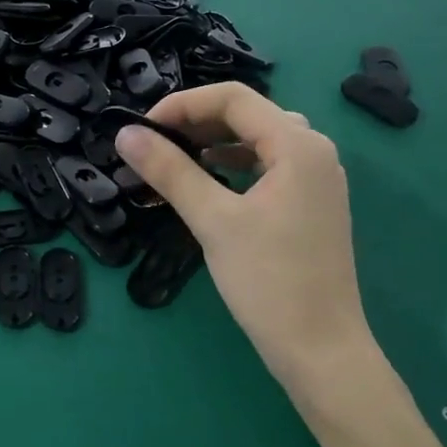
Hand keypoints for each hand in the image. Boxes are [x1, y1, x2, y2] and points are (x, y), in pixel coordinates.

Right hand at [115, 83, 373, 392]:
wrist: (321, 349)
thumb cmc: (269, 281)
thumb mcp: (213, 221)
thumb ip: (170, 171)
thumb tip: (125, 135)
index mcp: (298, 145)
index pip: (233, 98)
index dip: (182, 104)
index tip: (142, 129)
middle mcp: (314, 152)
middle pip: (248, 115)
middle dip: (196, 122)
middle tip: (154, 144)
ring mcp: (316, 180)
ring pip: (258, 141)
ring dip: (214, 144)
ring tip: (174, 160)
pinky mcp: (311, 205)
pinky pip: (268, 167)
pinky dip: (234, 167)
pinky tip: (209, 183)